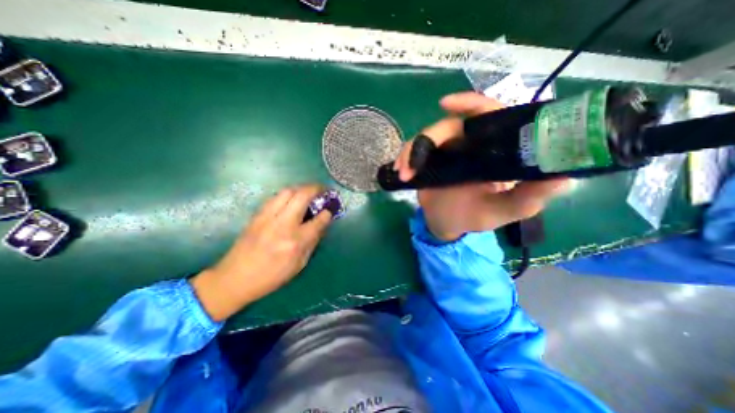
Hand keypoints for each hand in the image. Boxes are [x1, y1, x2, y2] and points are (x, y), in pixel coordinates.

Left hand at [193, 183, 335, 322]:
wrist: (234, 278)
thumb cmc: (271, 276)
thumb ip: (312, 242)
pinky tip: (291, 199)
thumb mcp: (299, 264)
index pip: (318, 220)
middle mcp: (283, 225)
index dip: (327, 212)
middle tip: (323, 190)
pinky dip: (287, 194)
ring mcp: (268, 218)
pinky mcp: (257, 215)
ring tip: (308, 192)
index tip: (330, 209)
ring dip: (301, 188)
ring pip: (287, 191)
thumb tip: (321, 224)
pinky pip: (275, 197)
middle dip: (316, 189)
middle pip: (302, 196)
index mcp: (296, 242)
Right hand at [393, 92, 570, 240]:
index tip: (445, 104)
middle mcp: (469, 145)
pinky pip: (413, 150)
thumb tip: (563, 177)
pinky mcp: (429, 159)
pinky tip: (400, 172)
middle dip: (426, 139)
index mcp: (492, 149)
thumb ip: (529, 197)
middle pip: (447, 126)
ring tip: (404, 173)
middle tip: (413, 163)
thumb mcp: (505, 211)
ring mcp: (446, 151)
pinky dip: (404, 158)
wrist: (447, 224)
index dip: (469, 103)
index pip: (487, 115)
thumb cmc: (476, 217)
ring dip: (410, 153)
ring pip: (425, 138)